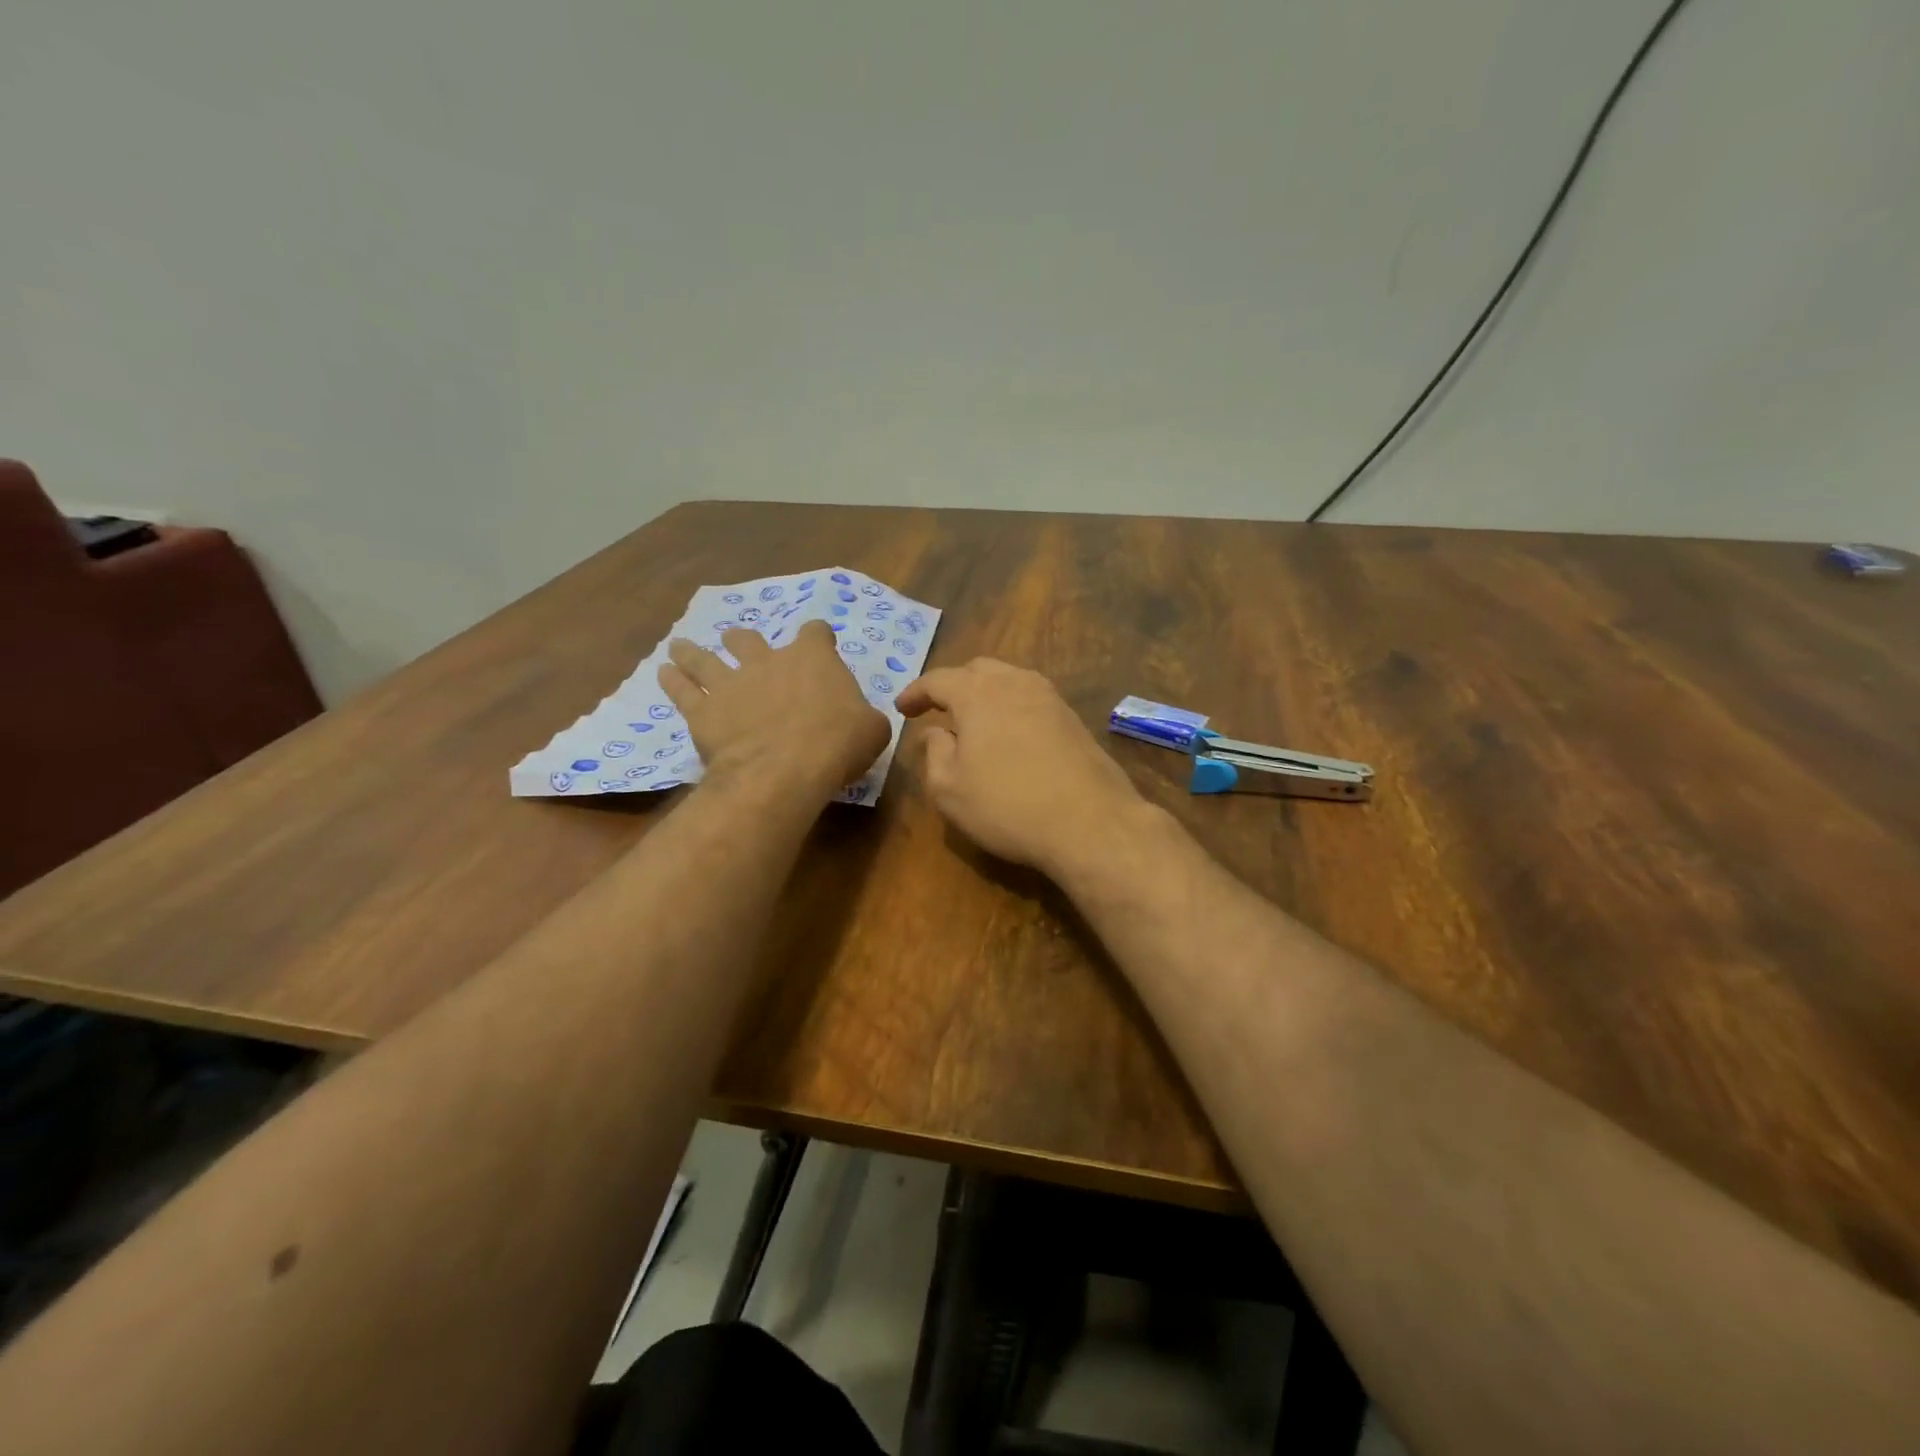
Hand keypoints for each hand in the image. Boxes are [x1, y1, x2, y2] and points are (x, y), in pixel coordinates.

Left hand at [659, 622, 889, 798]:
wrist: (786, 769)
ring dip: (692, 652)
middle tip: (739, 644)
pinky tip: (663, 673)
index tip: (820, 643)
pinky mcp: (704, 711)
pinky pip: (681, 689)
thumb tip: (865, 720)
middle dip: (744, 641)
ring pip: (704, 658)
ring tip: (680, 647)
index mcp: (813, 659)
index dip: (819, 637)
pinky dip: (672, 680)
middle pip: (749, 639)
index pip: (816, 632)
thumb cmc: (838, 744)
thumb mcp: (873, 730)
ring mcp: (731, 683)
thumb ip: (866, 717)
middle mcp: (768, 661)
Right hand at [895, 659, 1148, 878]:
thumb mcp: (949, 789)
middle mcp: (1015, 683)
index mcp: (977, 693)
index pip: (938, 680)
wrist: (1090, 822)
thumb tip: (935, 732)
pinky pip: (1032, 699)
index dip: (915, 693)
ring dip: (986, 694)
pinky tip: (1010, 736)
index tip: (902, 709)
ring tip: (974, 722)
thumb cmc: (1007, 805)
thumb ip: (934, 753)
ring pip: (1009, 680)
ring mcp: (1050, 698)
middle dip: (954, 686)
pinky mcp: (1073, 718)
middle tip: (939, 711)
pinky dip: (1012, 708)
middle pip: (977, 670)